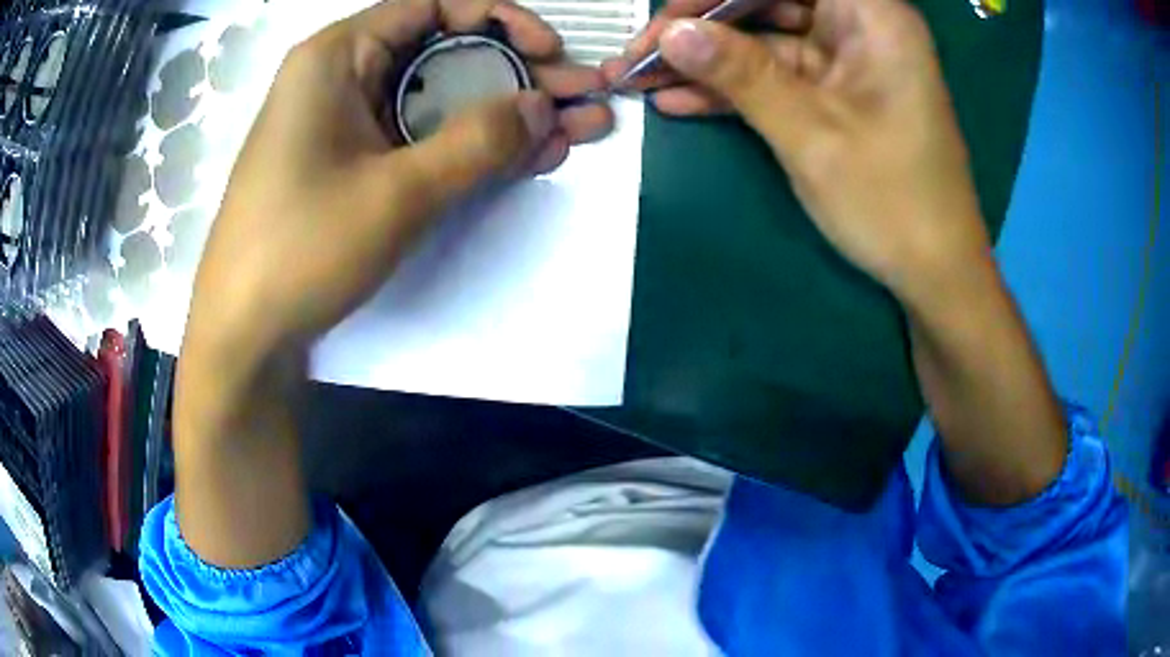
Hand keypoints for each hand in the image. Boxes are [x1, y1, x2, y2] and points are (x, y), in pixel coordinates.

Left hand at [185, 0, 613, 372]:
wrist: (245, 333)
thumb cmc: (300, 249)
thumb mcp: (396, 192)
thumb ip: (477, 141)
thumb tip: (544, 106)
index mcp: (339, 56)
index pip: (434, 6)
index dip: (501, 20)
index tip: (551, 51)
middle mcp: (342, 76)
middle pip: (444, 53)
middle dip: (519, 74)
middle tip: (583, 97)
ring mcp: (348, 124)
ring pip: (440, 100)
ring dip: (507, 115)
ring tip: (577, 131)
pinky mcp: (354, 164)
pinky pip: (421, 138)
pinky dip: (472, 147)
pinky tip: (528, 157)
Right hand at [604, 0, 990, 302]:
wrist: (933, 274)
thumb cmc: (893, 202)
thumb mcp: (811, 133)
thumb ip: (741, 74)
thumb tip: (673, 33)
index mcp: (873, 16)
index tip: (671, 16)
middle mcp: (861, 26)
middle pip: (770, 1)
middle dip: (705, 23)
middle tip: (645, 51)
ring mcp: (847, 61)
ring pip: (766, 39)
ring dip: (709, 59)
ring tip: (645, 78)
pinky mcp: (836, 94)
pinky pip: (777, 75)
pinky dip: (733, 88)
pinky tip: (679, 101)